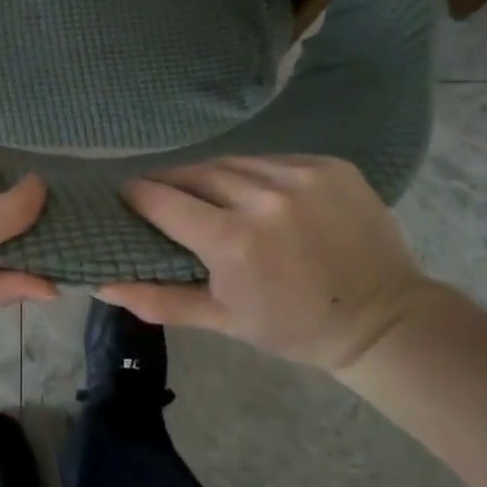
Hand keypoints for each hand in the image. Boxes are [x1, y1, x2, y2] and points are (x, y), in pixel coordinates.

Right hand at [97, 155, 437, 371]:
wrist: (384, 320)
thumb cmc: (295, 327)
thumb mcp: (224, 320)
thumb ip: (160, 299)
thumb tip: (102, 286)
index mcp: (233, 240)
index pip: (164, 200)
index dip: (138, 196)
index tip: (127, 197)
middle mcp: (263, 198)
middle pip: (195, 173)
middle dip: (171, 182)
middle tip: (162, 194)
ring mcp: (300, 176)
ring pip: (233, 162)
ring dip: (212, 175)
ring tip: (207, 191)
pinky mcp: (329, 165)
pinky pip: (272, 159)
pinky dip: (255, 172)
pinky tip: (257, 192)